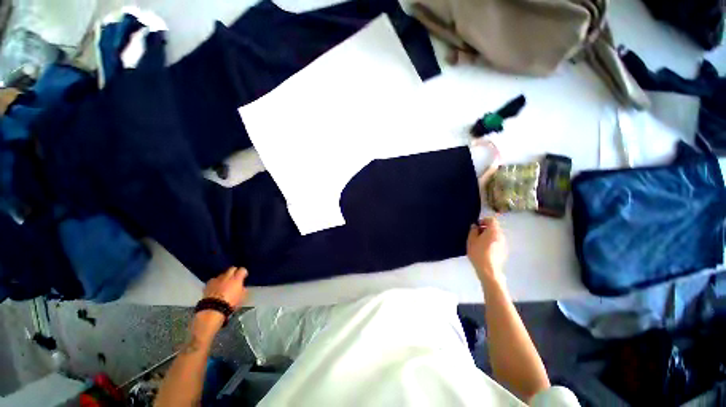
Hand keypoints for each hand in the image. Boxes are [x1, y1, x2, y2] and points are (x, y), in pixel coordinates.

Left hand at [202, 267, 247, 309]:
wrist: (213, 309)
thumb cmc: (230, 303)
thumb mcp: (241, 297)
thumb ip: (242, 289)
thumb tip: (242, 287)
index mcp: (237, 279)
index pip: (242, 270)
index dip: (243, 272)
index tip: (244, 276)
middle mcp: (227, 276)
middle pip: (232, 268)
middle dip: (234, 271)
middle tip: (235, 277)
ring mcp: (217, 279)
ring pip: (222, 274)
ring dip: (224, 277)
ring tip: (224, 283)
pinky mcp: (208, 284)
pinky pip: (213, 280)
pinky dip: (215, 282)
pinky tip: (215, 287)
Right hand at [467, 217, 507, 282]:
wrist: (488, 270)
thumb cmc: (478, 252)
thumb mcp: (471, 240)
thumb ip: (473, 230)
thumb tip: (475, 226)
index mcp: (493, 231)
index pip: (491, 220)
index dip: (483, 220)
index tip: (476, 226)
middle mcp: (501, 235)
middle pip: (494, 228)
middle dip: (485, 229)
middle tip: (476, 235)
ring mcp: (504, 244)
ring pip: (495, 236)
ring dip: (488, 236)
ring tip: (479, 243)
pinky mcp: (504, 251)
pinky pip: (497, 243)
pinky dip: (491, 243)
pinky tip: (484, 250)